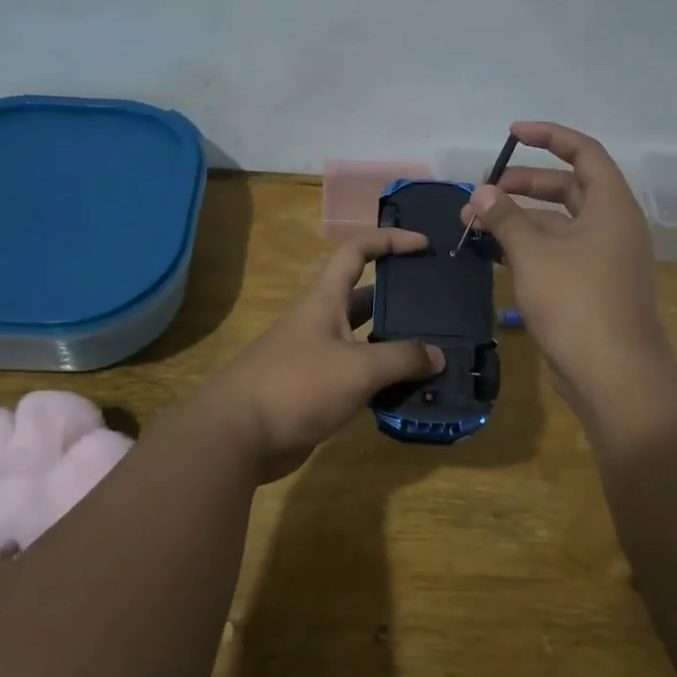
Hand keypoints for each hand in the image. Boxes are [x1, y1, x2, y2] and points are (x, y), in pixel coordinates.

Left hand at [204, 229, 445, 481]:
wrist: (238, 436)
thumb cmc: (297, 385)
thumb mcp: (357, 368)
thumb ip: (401, 358)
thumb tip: (438, 356)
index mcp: (324, 300)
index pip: (356, 251)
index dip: (389, 240)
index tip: (423, 244)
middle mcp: (321, 322)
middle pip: (364, 298)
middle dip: (399, 298)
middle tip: (439, 307)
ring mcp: (317, 358)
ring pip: (364, 342)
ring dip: (395, 346)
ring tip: (436, 354)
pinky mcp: (316, 392)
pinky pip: (357, 377)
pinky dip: (382, 382)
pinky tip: (410, 394)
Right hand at [460, 122, 676, 436]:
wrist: (612, 375)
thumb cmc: (576, 302)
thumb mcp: (533, 253)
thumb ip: (505, 217)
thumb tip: (480, 193)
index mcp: (611, 206)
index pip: (584, 152)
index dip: (549, 136)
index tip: (512, 133)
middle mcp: (611, 226)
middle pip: (566, 188)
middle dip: (523, 185)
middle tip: (482, 193)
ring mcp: (602, 258)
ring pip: (556, 224)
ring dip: (518, 220)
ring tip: (474, 225)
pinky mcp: (589, 286)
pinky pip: (555, 252)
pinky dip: (525, 247)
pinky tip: (491, 254)